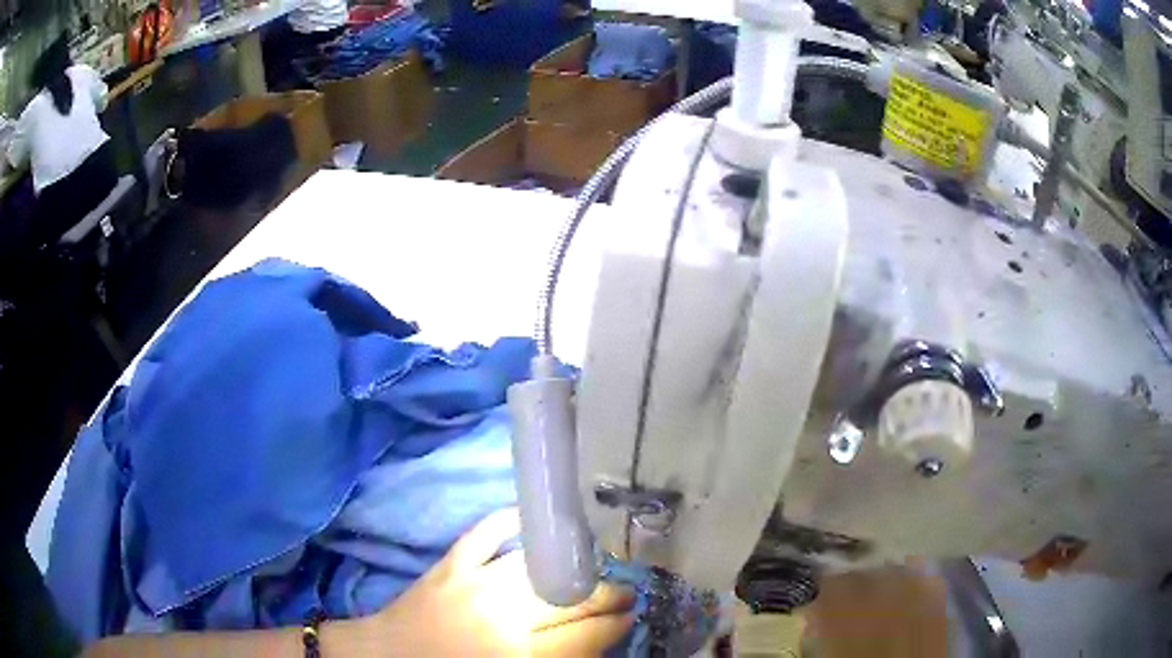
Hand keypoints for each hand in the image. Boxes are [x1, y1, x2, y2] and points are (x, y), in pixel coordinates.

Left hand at [369, 509, 633, 655]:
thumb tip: (595, 638)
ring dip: (574, 563)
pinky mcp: (450, 564)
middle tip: (626, 592)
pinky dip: (510, 521)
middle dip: (606, 596)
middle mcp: (503, 618)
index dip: (615, 625)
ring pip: (539, 568)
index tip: (632, 616)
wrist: (387, 656)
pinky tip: (533, 519)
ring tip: (594, 565)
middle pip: (570, 600)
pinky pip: (486, 534)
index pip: (585, 637)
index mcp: (519, 656)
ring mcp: (476, 584)